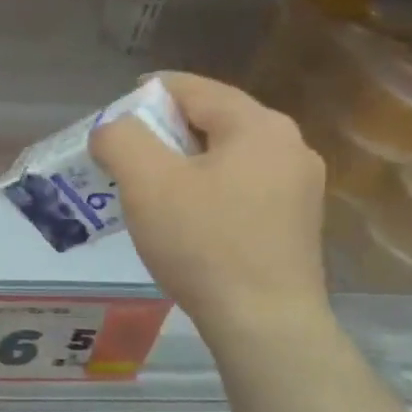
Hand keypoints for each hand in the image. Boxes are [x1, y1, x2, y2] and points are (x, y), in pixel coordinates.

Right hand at [89, 73, 328, 337]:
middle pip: (212, 119)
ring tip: (149, 187)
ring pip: (227, 155)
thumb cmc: (203, 243)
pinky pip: (240, 185)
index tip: (114, 115)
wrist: (263, 322)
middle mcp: (289, 146)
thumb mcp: (146, 183)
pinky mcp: (296, 221)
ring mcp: (299, 186)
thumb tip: (113, 129)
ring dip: (184, 162)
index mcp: (258, 126)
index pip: (194, 89)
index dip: (148, 93)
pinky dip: (206, 187)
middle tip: (125, 154)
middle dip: (163, 131)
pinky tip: (185, 217)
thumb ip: (120, 139)